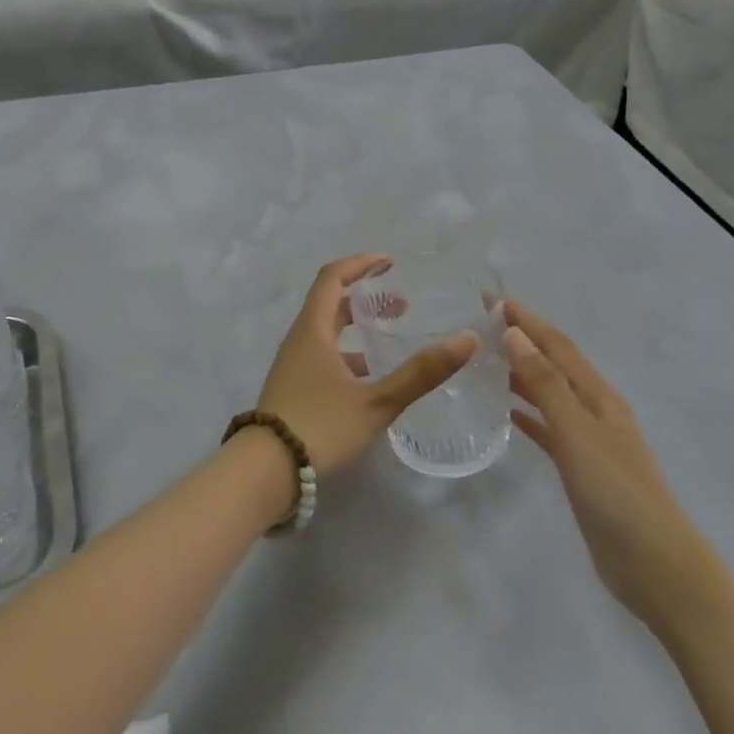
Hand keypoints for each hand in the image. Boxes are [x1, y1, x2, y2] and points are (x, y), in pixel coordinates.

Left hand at [254, 254, 477, 478]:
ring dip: (357, 328)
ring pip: (326, 333)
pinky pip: (323, 357)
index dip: (360, 264)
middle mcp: (299, 340)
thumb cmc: (320, 426)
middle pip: (330, 304)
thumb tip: (466, 340)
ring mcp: (293, 366)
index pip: (332, 278)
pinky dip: (348, 355)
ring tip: (390, 339)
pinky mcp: (293, 389)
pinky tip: (370, 379)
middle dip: (364, 297)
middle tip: (401, 304)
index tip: (389, 262)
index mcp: (313, 330)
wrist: (266, 471)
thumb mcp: (376, 401)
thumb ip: (420, 373)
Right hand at [504, 302, 718, 627]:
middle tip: (480, 325)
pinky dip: (528, 413)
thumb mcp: (578, 433)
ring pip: (548, 393)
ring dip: (520, 373)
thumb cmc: (617, 493)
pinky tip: (507, 412)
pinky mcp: (580, 468)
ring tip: (484, 362)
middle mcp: (594, 410)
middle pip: (553, 364)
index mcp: (597, 396)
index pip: (556, 345)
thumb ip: (546, 384)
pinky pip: (548, 428)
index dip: (525, 319)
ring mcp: (589, 440)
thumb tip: (516, 334)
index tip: (490, 297)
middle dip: (521, 339)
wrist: (656, 567)